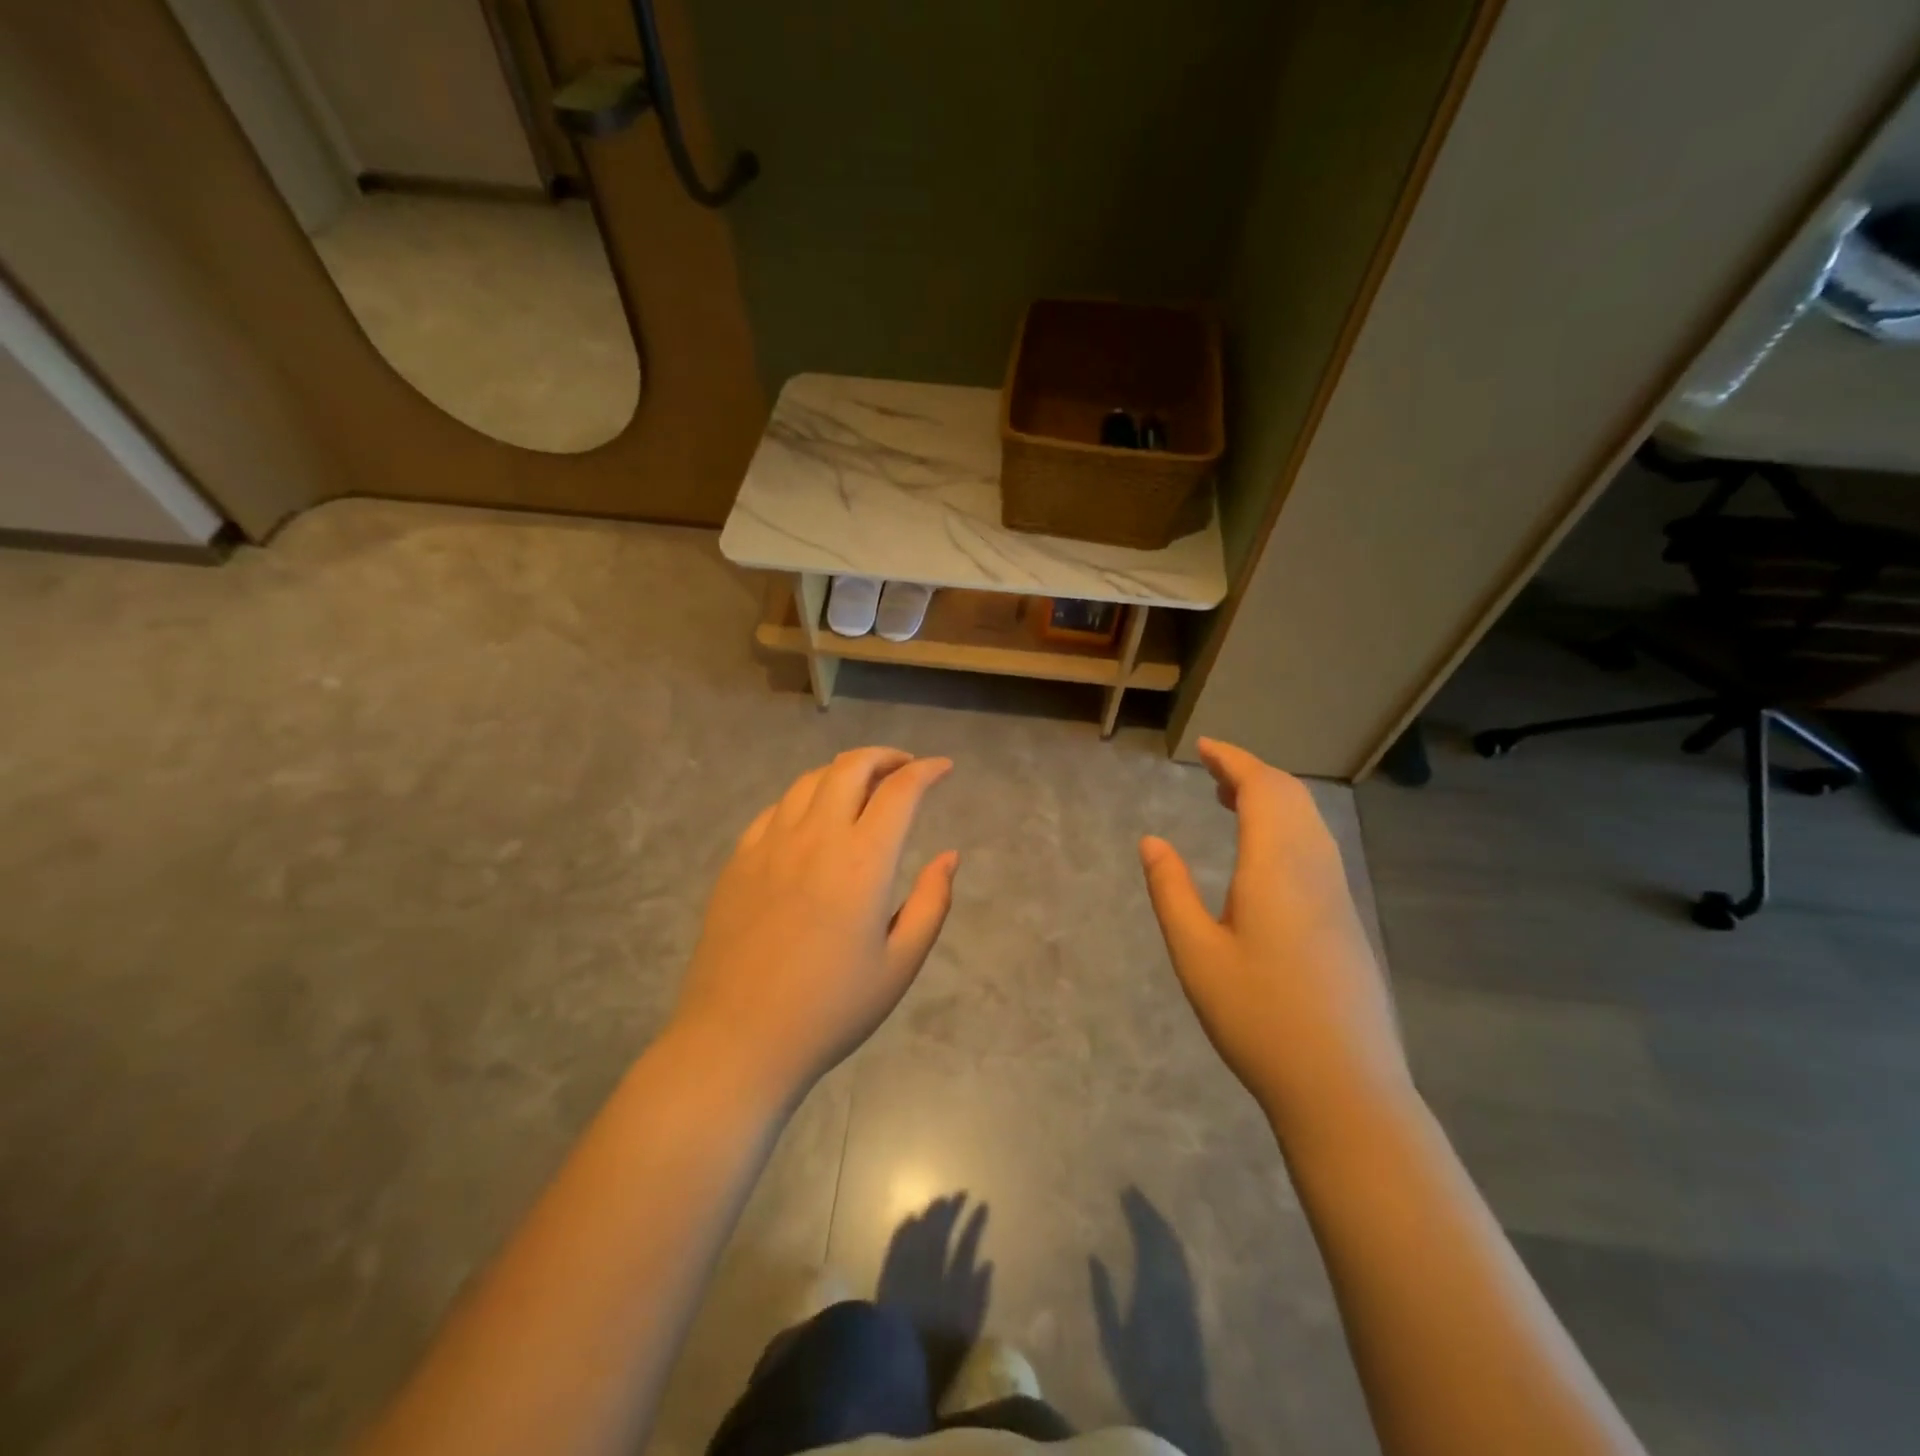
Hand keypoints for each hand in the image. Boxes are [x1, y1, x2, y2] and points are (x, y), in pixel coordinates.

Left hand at [671, 748, 957, 1101]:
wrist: (738, 1040)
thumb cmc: (830, 1009)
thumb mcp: (900, 964)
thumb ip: (932, 902)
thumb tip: (949, 856)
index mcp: (862, 861)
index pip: (900, 790)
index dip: (927, 770)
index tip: (944, 768)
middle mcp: (816, 837)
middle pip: (851, 766)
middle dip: (885, 756)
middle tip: (905, 769)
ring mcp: (770, 844)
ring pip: (810, 780)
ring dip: (844, 772)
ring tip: (863, 790)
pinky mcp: (739, 859)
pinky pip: (776, 808)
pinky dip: (806, 799)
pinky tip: (813, 821)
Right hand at [1139, 739, 1409, 1138]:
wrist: (1342, 1087)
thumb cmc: (1258, 1017)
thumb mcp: (1196, 954)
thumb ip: (1171, 891)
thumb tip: (1151, 841)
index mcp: (1277, 868)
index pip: (1262, 789)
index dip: (1233, 761)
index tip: (1205, 747)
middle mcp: (1315, 869)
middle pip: (1292, 798)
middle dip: (1253, 774)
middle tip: (1214, 772)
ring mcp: (1337, 896)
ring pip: (1310, 823)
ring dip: (1274, 800)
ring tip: (1233, 803)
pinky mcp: (1346, 921)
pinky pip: (1317, 848)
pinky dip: (1288, 828)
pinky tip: (1265, 857)